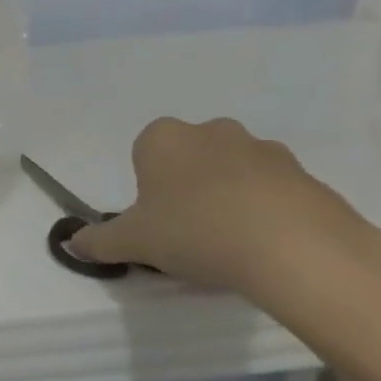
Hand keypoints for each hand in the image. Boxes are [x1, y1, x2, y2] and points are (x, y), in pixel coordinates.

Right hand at [70, 117, 380, 302]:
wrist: (296, 249)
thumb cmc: (195, 231)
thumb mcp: (132, 242)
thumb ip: (98, 241)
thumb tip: (72, 244)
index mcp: (164, 138)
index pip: (145, 152)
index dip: (148, 187)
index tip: (156, 219)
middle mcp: (213, 131)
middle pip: (192, 157)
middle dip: (188, 186)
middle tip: (189, 230)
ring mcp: (266, 151)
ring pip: (235, 172)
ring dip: (230, 197)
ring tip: (232, 244)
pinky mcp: (309, 176)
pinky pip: (277, 192)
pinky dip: (270, 213)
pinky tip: (268, 248)